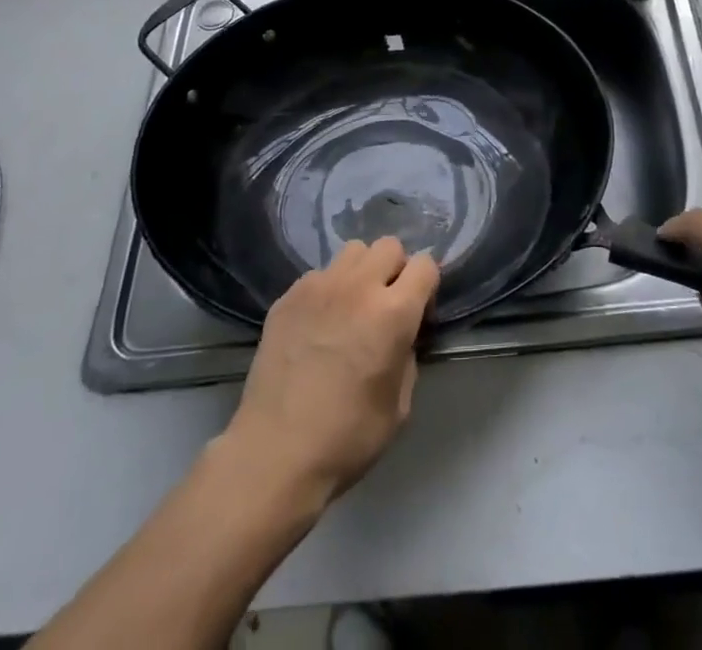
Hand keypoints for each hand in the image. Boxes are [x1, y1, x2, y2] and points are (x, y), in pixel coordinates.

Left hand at [223, 237, 439, 504]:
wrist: (274, 454)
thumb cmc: (347, 438)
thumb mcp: (399, 405)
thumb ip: (407, 355)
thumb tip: (402, 335)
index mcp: (393, 312)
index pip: (425, 264)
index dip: (426, 285)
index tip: (418, 311)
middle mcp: (358, 287)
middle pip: (389, 246)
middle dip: (395, 270)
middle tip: (385, 305)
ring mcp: (319, 287)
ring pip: (353, 252)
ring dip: (361, 272)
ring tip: (350, 306)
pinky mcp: (288, 296)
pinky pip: (319, 274)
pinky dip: (327, 290)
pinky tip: (317, 324)